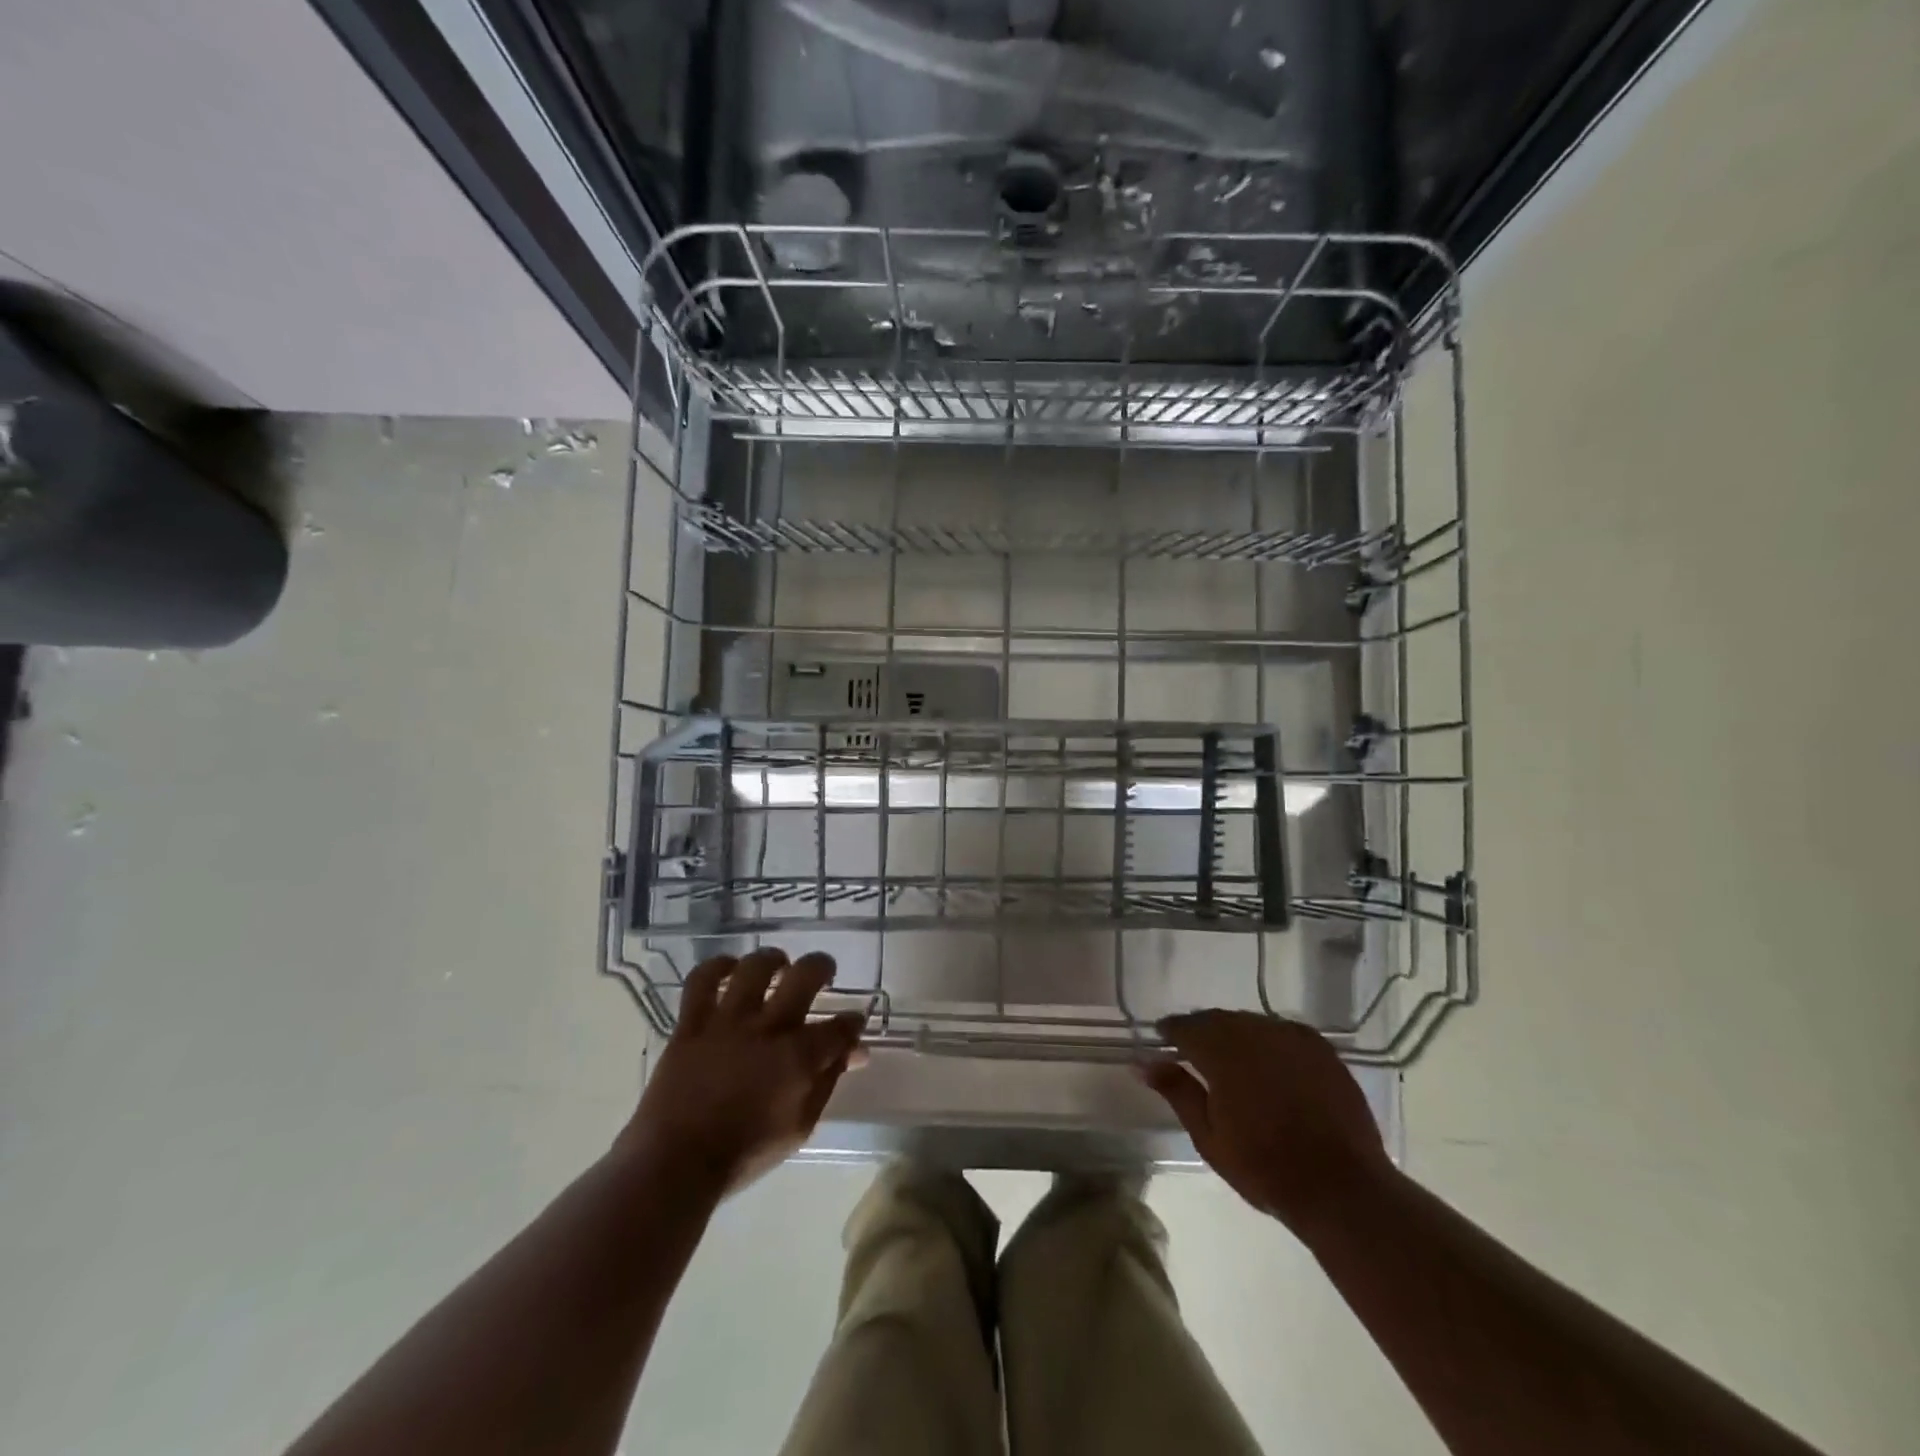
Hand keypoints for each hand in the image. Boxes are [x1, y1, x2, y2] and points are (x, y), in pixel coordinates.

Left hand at [620, 948, 864, 1194]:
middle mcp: (768, 1028)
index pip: (841, 1026)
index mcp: (799, 1057)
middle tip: (823, 973)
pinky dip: (716, 967)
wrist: (676, 1164)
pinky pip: (701, 981)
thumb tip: (853, 1053)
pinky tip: (729, 968)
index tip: (852, 1024)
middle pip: (805, 975)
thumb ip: (828, 1082)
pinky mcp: (692, 1024)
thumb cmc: (744, 1153)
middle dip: (822, 967)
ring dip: (773, 960)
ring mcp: (728, 1021)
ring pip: (756, 967)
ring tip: (779, 965)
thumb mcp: (800, 1126)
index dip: (852, 1022)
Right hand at [1139, 1010, 1393, 1232]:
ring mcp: (1291, 1037)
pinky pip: (1282, 1031)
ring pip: (1250, 1023)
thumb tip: (1143, 1062)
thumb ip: (1176, 1091)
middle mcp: (1254, 1032)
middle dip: (1202, 1032)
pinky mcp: (1321, 1048)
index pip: (1186, 1026)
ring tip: (1232, 1060)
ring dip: (1235, 1034)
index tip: (1163, 1041)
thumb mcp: (1208, 1136)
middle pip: (1217, 1019)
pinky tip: (1269, 1062)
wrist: (1341, 1187)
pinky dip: (1268, 1041)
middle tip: (1195, 1054)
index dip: (1171, 1032)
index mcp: (1221, 1050)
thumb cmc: (1264, 1166)